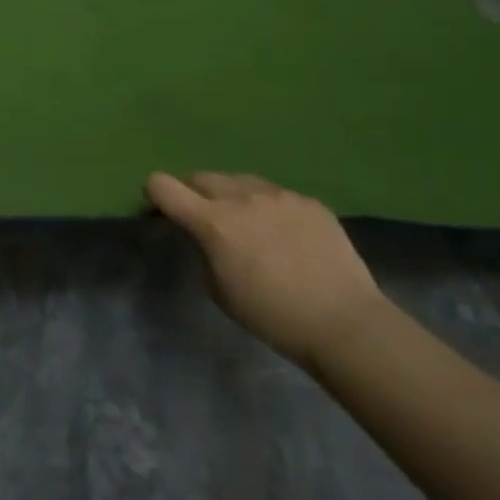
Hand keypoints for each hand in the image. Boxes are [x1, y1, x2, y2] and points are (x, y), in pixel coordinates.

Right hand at [146, 171, 386, 370]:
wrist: (345, 323)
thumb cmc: (272, 315)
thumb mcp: (218, 289)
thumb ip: (203, 250)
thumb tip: (204, 235)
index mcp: (212, 221)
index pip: (163, 185)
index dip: (154, 194)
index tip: (160, 210)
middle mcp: (241, 197)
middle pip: (200, 176)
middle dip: (193, 193)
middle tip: (204, 220)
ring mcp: (279, 195)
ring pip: (240, 181)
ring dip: (232, 196)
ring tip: (247, 224)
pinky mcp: (309, 202)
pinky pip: (276, 195)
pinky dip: (268, 208)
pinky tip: (285, 235)